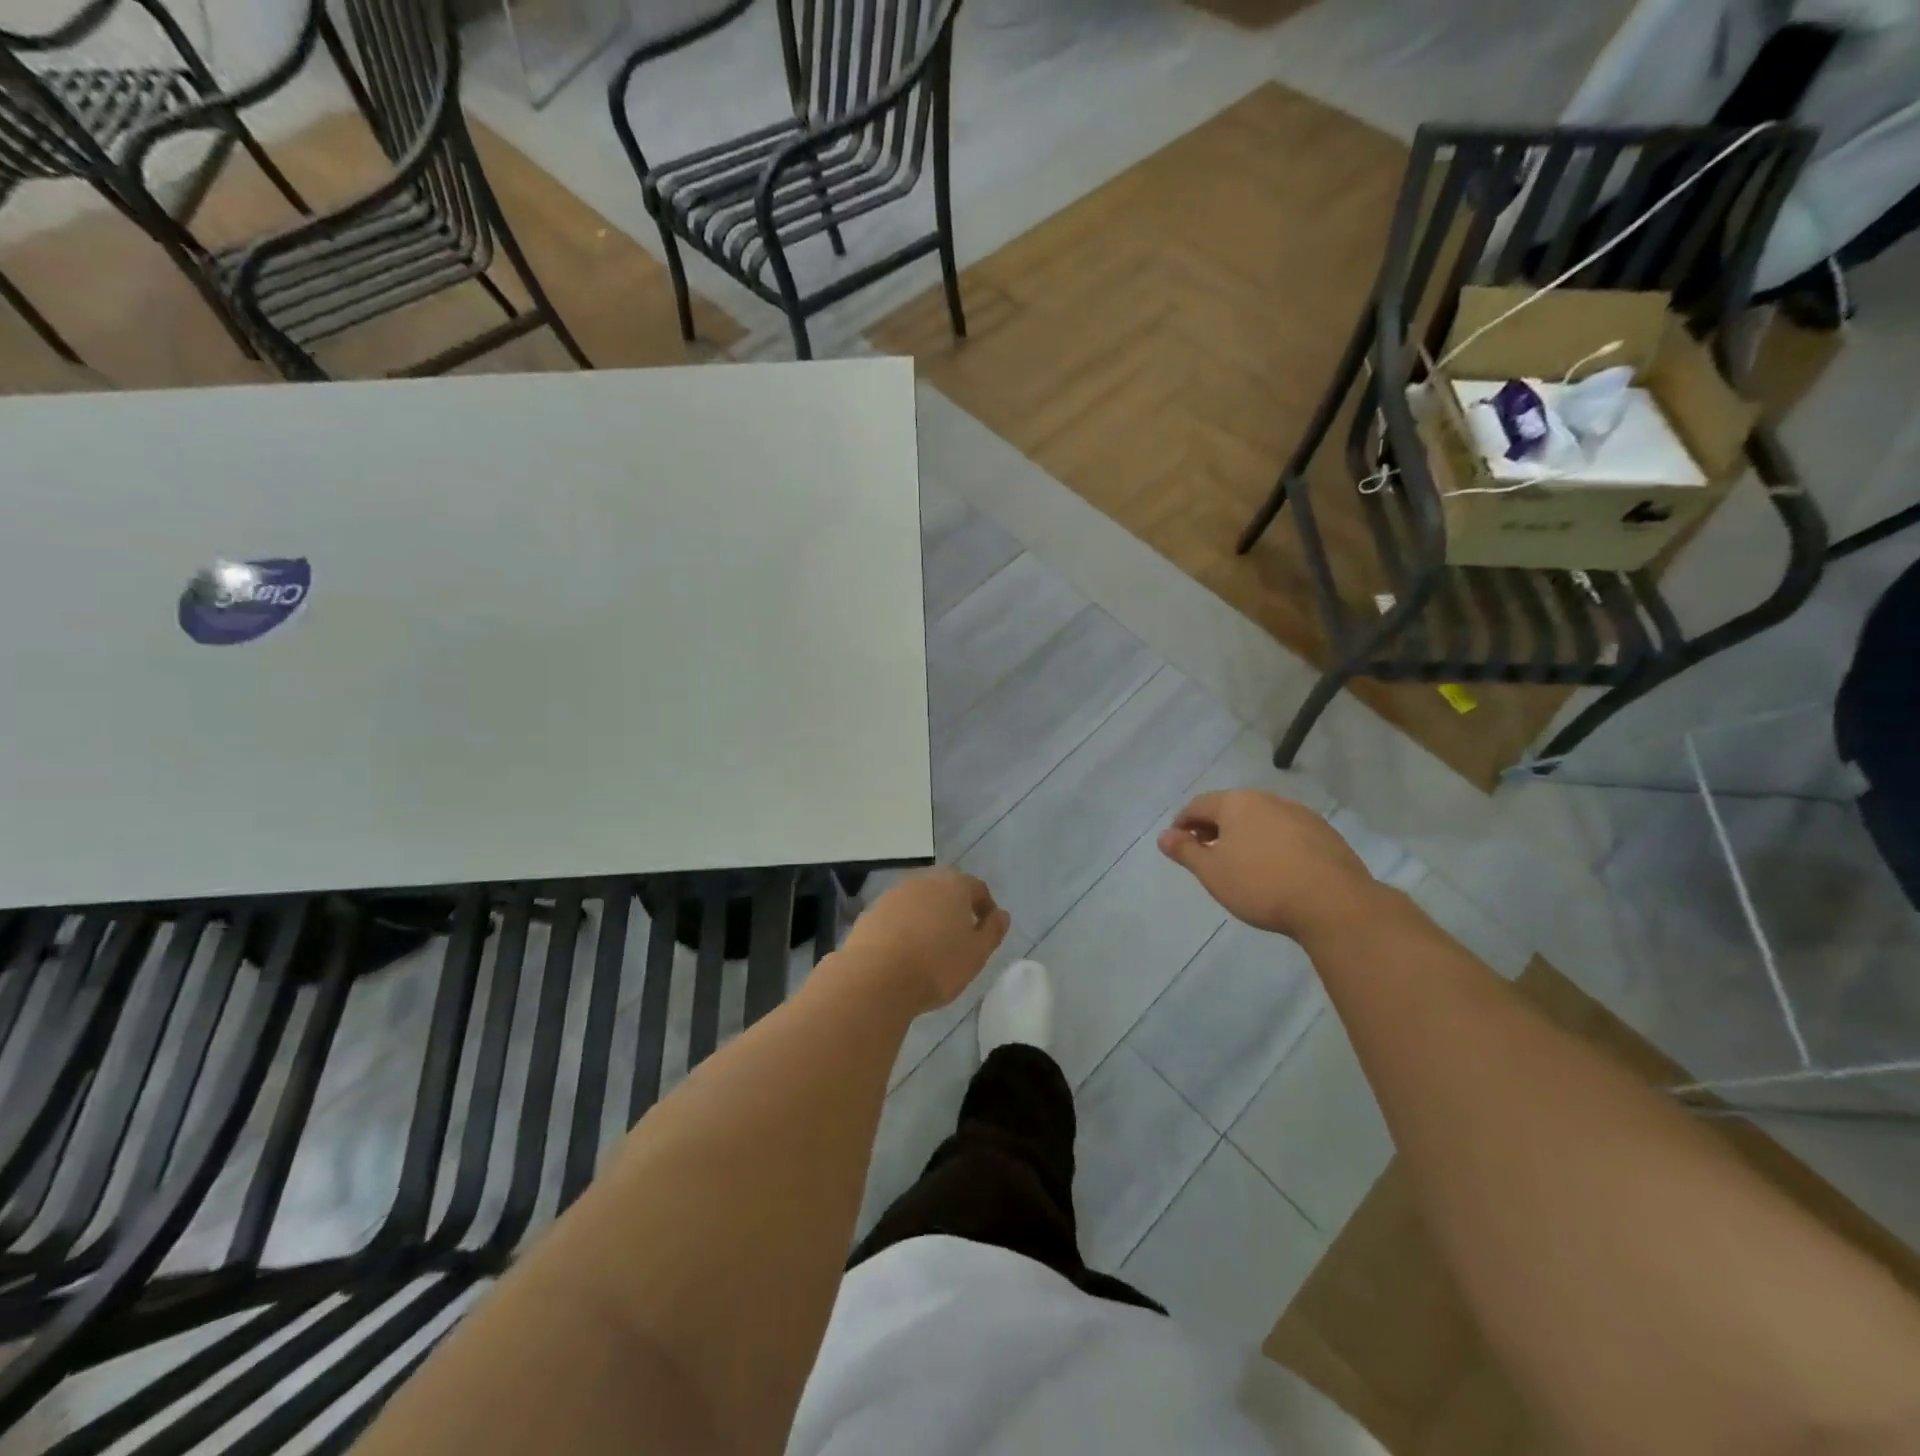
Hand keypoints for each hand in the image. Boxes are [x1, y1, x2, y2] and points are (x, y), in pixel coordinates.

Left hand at [838, 870, 1010, 1014]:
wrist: (875, 977)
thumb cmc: (936, 966)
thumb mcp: (976, 954)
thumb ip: (992, 931)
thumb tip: (1001, 915)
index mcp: (953, 886)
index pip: (976, 887)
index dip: (985, 906)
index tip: (987, 928)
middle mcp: (923, 881)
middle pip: (945, 888)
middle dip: (955, 906)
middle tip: (960, 934)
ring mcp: (894, 894)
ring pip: (919, 899)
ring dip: (928, 915)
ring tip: (931, 944)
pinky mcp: (872, 911)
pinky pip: (897, 914)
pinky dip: (905, 925)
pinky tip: (904, 950)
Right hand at [1158, 791, 1377, 940]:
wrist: (1333, 903)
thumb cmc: (1261, 885)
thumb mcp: (1212, 872)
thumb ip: (1185, 851)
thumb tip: (1164, 836)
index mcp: (1236, 803)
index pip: (1199, 805)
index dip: (1183, 823)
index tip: (1178, 843)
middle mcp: (1268, 800)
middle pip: (1231, 808)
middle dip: (1214, 826)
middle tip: (1206, 852)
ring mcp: (1300, 814)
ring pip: (1261, 819)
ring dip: (1245, 834)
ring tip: (1241, 862)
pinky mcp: (1325, 833)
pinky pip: (1287, 832)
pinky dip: (1273, 843)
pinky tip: (1275, 868)